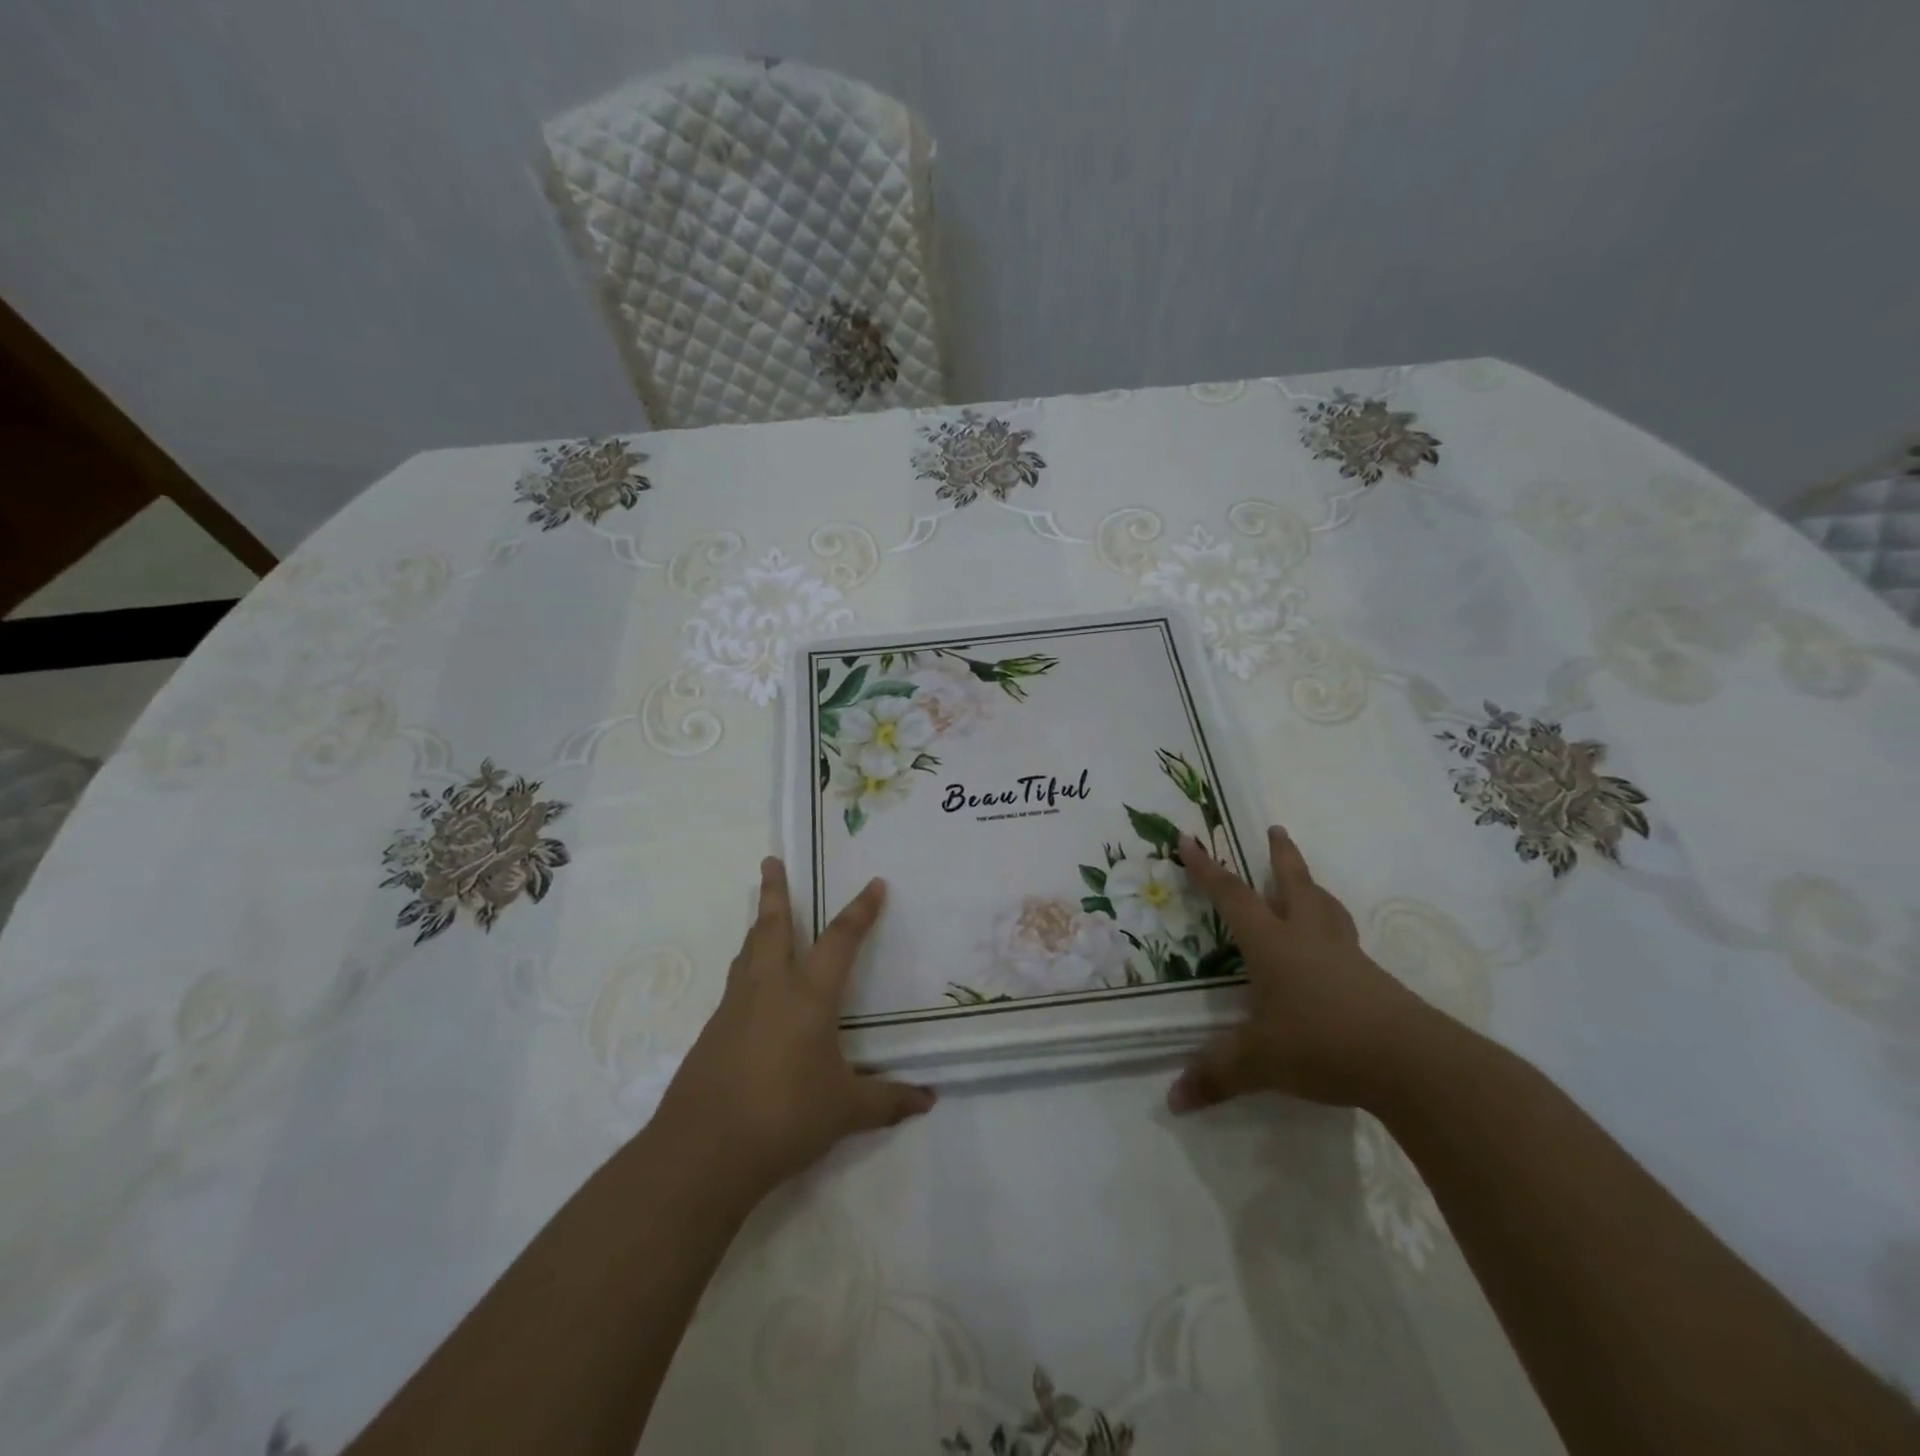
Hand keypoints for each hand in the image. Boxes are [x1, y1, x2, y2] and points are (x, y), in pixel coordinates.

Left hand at [653, 858, 934, 1196]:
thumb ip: (888, 1100)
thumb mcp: (846, 1110)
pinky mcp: (712, 1031)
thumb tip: (928, 1099)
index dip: (860, 911)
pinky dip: (747, 968)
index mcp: (809, 994)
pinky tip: (753, 989)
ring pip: (748, 951)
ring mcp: (735, 1007)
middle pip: (771, 926)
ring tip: (763, 915)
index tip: (874, 884)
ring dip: (758, 926)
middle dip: (775, 890)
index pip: (841, 940)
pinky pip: (735, 983)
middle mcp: (770, 988)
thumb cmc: (785, 1117)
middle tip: (770, 860)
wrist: (703, 1150)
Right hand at [1169, 826, 1441, 1112]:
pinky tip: (1333, 952)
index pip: (1233, 897)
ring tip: (1307, 882)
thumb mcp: (1259, 1061)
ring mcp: (1346, 957)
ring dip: (1313, 887)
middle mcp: (1308, 939)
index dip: (1208, 869)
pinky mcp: (1374, 980)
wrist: (1412, 1062)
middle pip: (1295, 884)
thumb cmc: (1323, 1044)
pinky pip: (1346, 941)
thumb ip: (1216, 1076)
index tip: (1190, 839)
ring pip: (1327, 908)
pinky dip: (1334, 931)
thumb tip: (1173, 1101)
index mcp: (1273, 944)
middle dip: (1282, 856)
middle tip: (1276, 829)